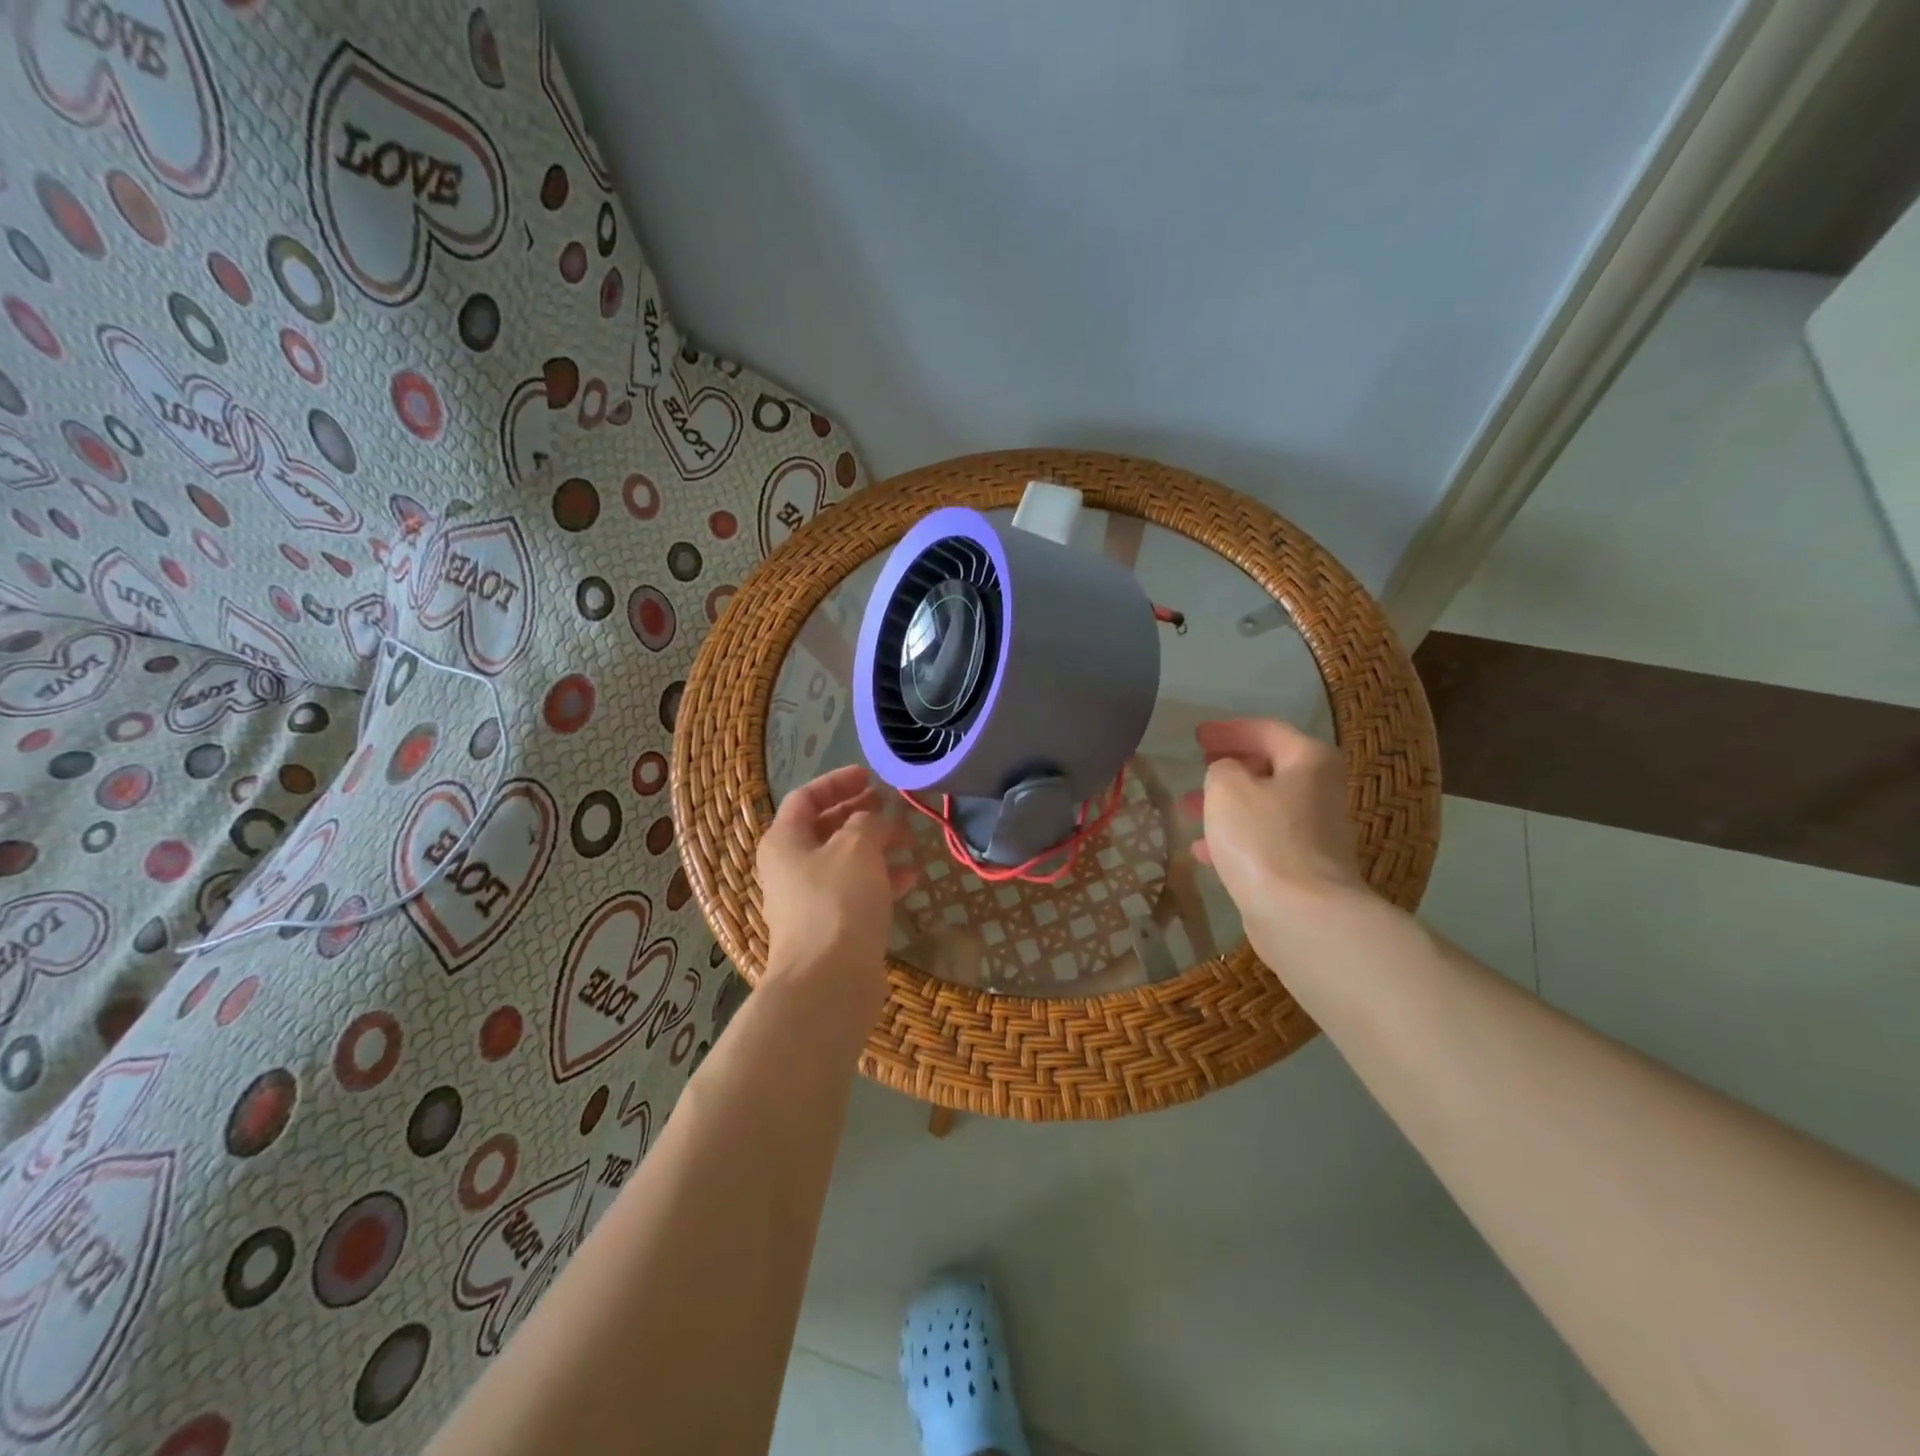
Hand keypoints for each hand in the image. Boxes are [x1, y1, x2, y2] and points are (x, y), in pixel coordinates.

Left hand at [757, 765, 915, 994]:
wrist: (828, 979)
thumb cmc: (837, 900)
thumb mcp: (856, 846)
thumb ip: (867, 821)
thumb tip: (874, 819)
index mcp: (785, 841)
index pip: (807, 797)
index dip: (838, 782)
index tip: (871, 776)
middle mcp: (791, 867)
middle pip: (826, 828)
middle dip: (861, 813)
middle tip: (893, 805)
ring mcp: (810, 899)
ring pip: (846, 860)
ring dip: (877, 845)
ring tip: (910, 838)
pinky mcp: (832, 926)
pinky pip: (857, 890)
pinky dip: (881, 878)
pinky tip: (911, 875)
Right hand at [1192, 719, 1363, 916]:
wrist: (1301, 915)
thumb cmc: (1262, 838)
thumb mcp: (1226, 788)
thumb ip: (1221, 768)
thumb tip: (1228, 774)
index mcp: (1309, 761)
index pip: (1267, 730)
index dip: (1229, 730)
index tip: (1196, 737)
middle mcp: (1321, 791)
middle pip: (1270, 768)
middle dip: (1228, 769)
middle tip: (1197, 770)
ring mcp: (1315, 833)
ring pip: (1263, 807)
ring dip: (1227, 806)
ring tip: (1189, 811)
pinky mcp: (1303, 868)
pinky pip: (1263, 841)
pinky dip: (1234, 839)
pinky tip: (1202, 852)